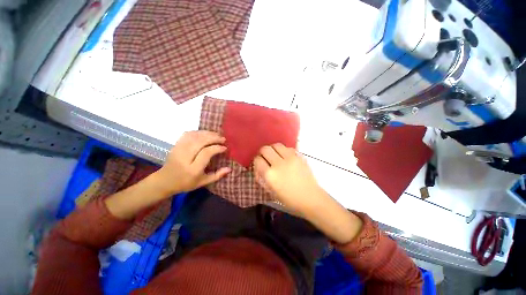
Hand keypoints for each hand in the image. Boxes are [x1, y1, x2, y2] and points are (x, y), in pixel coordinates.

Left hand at [155, 131, 230, 193]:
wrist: (164, 181)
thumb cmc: (186, 183)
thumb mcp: (203, 182)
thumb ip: (217, 175)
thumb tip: (230, 168)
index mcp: (193, 169)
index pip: (206, 153)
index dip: (217, 148)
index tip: (224, 148)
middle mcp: (185, 158)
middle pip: (200, 142)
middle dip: (213, 138)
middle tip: (222, 139)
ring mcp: (178, 150)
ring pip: (194, 136)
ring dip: (207, 133)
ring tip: (216, 135)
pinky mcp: (175, 145)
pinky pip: (187, 134)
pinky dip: (198, 132)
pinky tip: (205, 133)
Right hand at [254, 143, 362, 243]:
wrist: (310, 198)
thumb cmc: (290, 199)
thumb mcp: (272, 191)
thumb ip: (264, 177)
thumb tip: (260, 168)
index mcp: (270, 175)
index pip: (258, 160)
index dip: (257, 161)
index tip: (259, 164)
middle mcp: (279, 164)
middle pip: (265, 149)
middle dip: (263, 152)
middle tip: (265, 157)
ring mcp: (290, 158)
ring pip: (276, 145)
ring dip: (273, 149)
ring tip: (275, 155)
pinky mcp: (299, 157)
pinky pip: (288, 148)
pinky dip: (284, 151)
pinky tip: (286, 157)